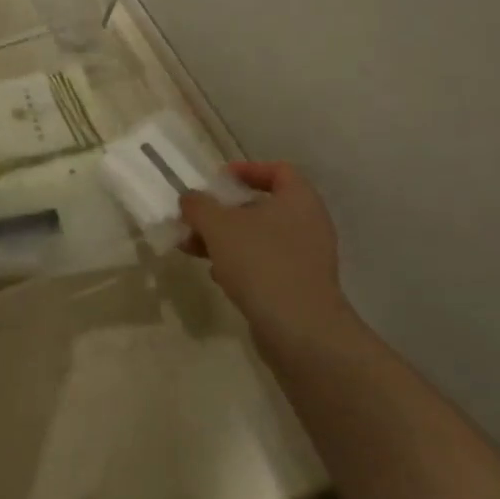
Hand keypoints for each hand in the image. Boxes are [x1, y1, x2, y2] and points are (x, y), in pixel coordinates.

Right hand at [180, 162, 350, 361]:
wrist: (299, 328)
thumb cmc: (260, 262)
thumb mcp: (218, 226)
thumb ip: (199, 205)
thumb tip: (190, 198)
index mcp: (299, 199)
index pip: (278, 170)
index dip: (246, 170)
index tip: (217, 180)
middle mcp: (309, 223)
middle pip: (263, 206)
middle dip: (225, 211)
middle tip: (196, 218)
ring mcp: (307, 257)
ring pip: (260, 237)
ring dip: (226, 239)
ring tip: (194, 248)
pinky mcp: (299, 285)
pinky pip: (266, 264)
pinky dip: (240, 263)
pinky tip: (217, 275)